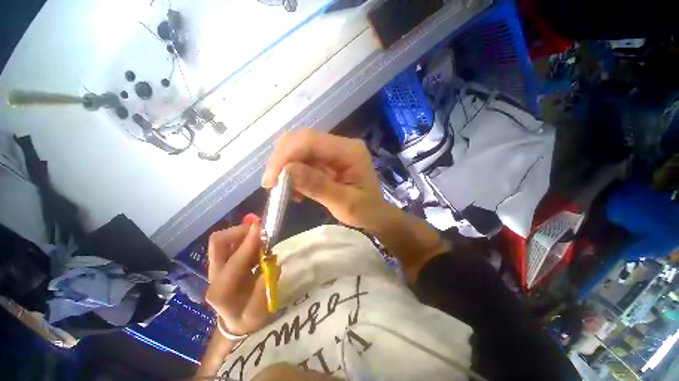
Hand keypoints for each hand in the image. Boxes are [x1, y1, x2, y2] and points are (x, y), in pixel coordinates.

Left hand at [205, 222, 270, 336]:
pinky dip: (244, 239)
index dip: (249, 242)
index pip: (235, 260)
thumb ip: (265, 283)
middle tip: (260, 230)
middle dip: (239, 231)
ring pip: (223, 241)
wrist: (235, 323)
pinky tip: (257, 245)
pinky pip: (231, 244)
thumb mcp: (260, 308)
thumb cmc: (249, 319)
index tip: (262, 227)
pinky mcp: (223, 264)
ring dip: (243, 234)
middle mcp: (214, 276)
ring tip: (261, 237)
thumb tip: (271, 259)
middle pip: (218, 242)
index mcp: (221, 291)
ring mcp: (216, 268)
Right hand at [262, 129, 391, 228]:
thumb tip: (287, 170)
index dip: (285, 156)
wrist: (375, 213)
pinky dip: (293, 173)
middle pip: (301, 140)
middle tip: (272, 185)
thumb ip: (318, 186)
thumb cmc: (365, 211)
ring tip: (286, 191)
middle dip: (281, 160)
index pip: (310, 141)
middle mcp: (340, 145)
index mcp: (349, 151)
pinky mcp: (327, 159)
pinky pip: (303, 160)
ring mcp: (333, 151)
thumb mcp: (344, 203)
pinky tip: (295, 190)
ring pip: (298, 149)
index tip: (270, 180)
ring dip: (285, 167)